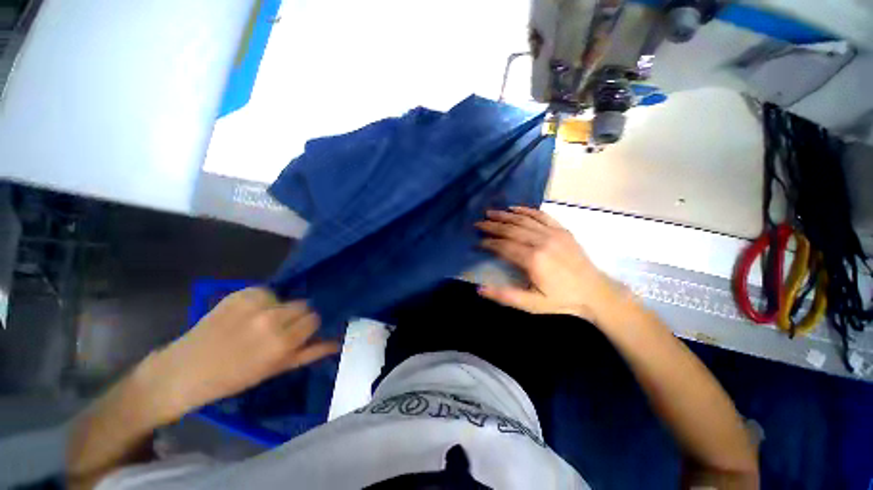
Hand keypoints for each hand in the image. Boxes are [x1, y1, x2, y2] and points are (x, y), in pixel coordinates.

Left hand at [138, 288, 339, 421]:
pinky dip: (262, 302)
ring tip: (258, 323)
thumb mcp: (275, 369)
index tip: (297, 335)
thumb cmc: (232, 378)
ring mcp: (255, 303)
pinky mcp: (240, 293)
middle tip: (278, 330)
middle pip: (303, 305)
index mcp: (282, 341)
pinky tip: (245, 315)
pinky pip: (266, 292)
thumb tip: (337, 342)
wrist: (184, 371)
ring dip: (279, 309)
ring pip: (285, 298)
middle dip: (295, 317)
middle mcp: (272, 318)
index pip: (315, 319)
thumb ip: (309, 353)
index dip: (307, 327)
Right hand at [476, 206, 623, 322]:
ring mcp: (553, 233)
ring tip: (490, 213)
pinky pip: (541, 215)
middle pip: (510, 230)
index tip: (476, 242)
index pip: (503, 246)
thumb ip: (505, 296)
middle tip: (478, 223)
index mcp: (533, 259)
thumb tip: (479, 289)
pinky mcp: (562, 230)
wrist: (596, 293)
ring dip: (504, 215)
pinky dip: (526, 210)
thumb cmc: (562, 300)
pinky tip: (514, 208)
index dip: (488, 243)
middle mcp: (541, 241)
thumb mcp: (532, 305)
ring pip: (523, 220)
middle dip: (492, 226)